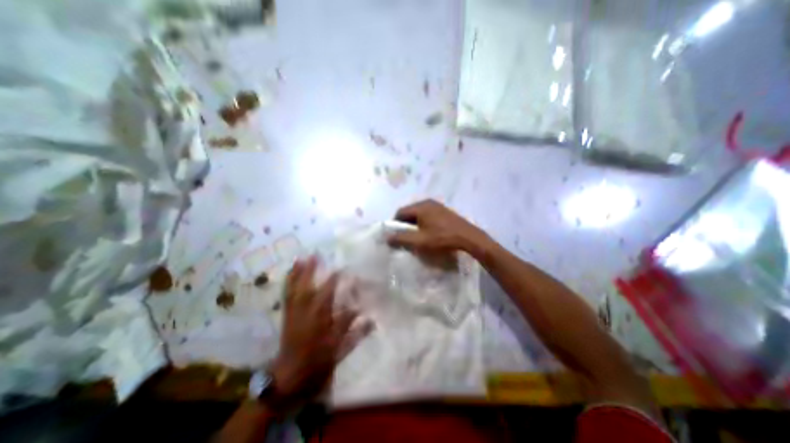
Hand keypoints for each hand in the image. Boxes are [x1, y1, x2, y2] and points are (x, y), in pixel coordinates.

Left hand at [270, 257, 372, 407]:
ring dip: (297, 273)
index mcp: (319, 317)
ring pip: (294, 288)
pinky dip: (288, 283)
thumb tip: (371, 317)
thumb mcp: (339, 348)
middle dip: (311, 270)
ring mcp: (293, 312)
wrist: (289, 377)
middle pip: (307, 285)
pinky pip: (286, 296)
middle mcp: (305, 310)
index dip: (335, 278)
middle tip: (316, 254)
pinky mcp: (287, 316)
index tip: (343, 268)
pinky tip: (289, 276)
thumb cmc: (317, 361)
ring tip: (300, 259)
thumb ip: (354, 331)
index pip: (328, 292)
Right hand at [386, 200, 491, 256]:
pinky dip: (423, 222)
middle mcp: (427, 202)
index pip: (400, 212)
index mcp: (420, 207)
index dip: (395, 224)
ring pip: (419, 214)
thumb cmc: (442, 239)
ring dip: (414, 224)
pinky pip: (428, 215)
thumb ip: (402, 238)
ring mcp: (437, 205)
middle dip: (405, 224)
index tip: (396, 236)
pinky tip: (428, 233)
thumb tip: (387, 237)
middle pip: (409, 212)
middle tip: (406, 237)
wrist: (468, 238)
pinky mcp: (444, 211)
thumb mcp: (420, 241)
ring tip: (417, 236)